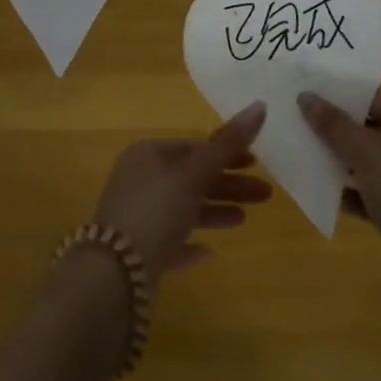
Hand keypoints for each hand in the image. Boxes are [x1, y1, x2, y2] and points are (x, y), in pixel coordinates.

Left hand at [91, 101, 271, 278]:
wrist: (115, 275)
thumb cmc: (156, 210)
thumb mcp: (194, 174)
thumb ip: (227, 143)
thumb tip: (260, 105)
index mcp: (148, 155)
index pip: (193, 146)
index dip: (226, 152)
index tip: (256, 163)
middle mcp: (140, 181)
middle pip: (191, 177)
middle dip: (228, 184)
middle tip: (265, 194)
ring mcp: (137, 217)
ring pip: (183, 208)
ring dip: (213, 210)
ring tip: (244, 220)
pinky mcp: (138, 253)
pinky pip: (169, 241)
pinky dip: (189, 243)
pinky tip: (208, 253)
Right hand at [299, 89, 380, 311]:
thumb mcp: (364, 149)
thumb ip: (333, 123)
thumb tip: (305, 96)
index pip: (371, 98)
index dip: (340, 92)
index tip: (307, 89)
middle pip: (366, 129)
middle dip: (333, 126)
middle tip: (297, 118)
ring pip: (363, 162)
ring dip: (336, 159)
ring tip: (301, 150)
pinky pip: (364, 193)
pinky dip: (345, 192)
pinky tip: (319, 190)